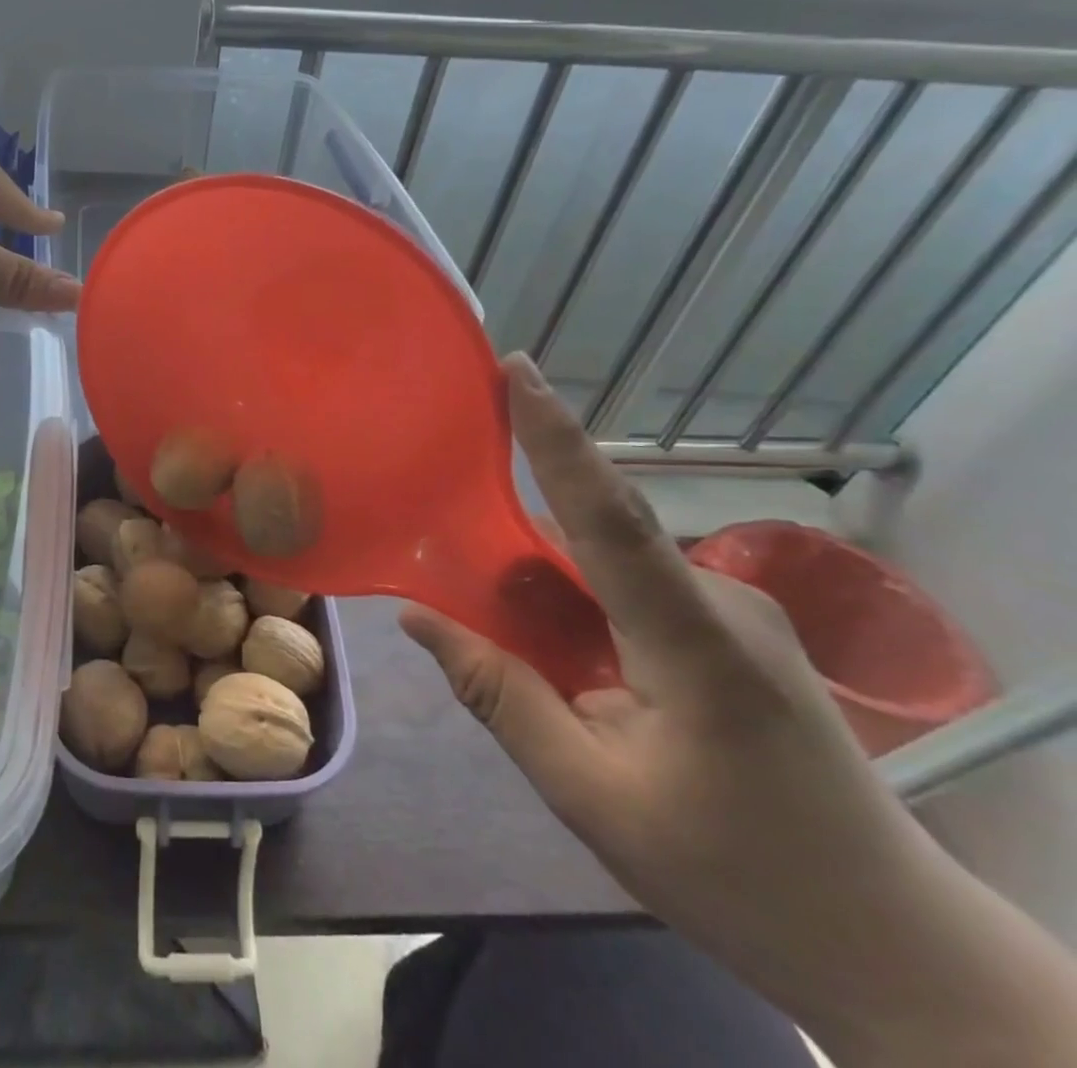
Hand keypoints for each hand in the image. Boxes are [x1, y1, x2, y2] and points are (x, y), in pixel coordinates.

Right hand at [402, 354, 1076, 1066]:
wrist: (899, 950)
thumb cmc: (740, 877)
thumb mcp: (594, 797)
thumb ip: (502, 697)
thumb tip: (418, 619)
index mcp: (694, 642)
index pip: (608, 513)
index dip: (555, 436)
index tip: (515, 367)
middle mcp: (722, 603)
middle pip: (597, 534)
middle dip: (521, 521)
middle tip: (453, 524)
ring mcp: (737, 615)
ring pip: (612, 566)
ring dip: (547, 579)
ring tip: (495, 611)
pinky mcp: (737, 633)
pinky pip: (634, 591)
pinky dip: (579, 601)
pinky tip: (559, 651)